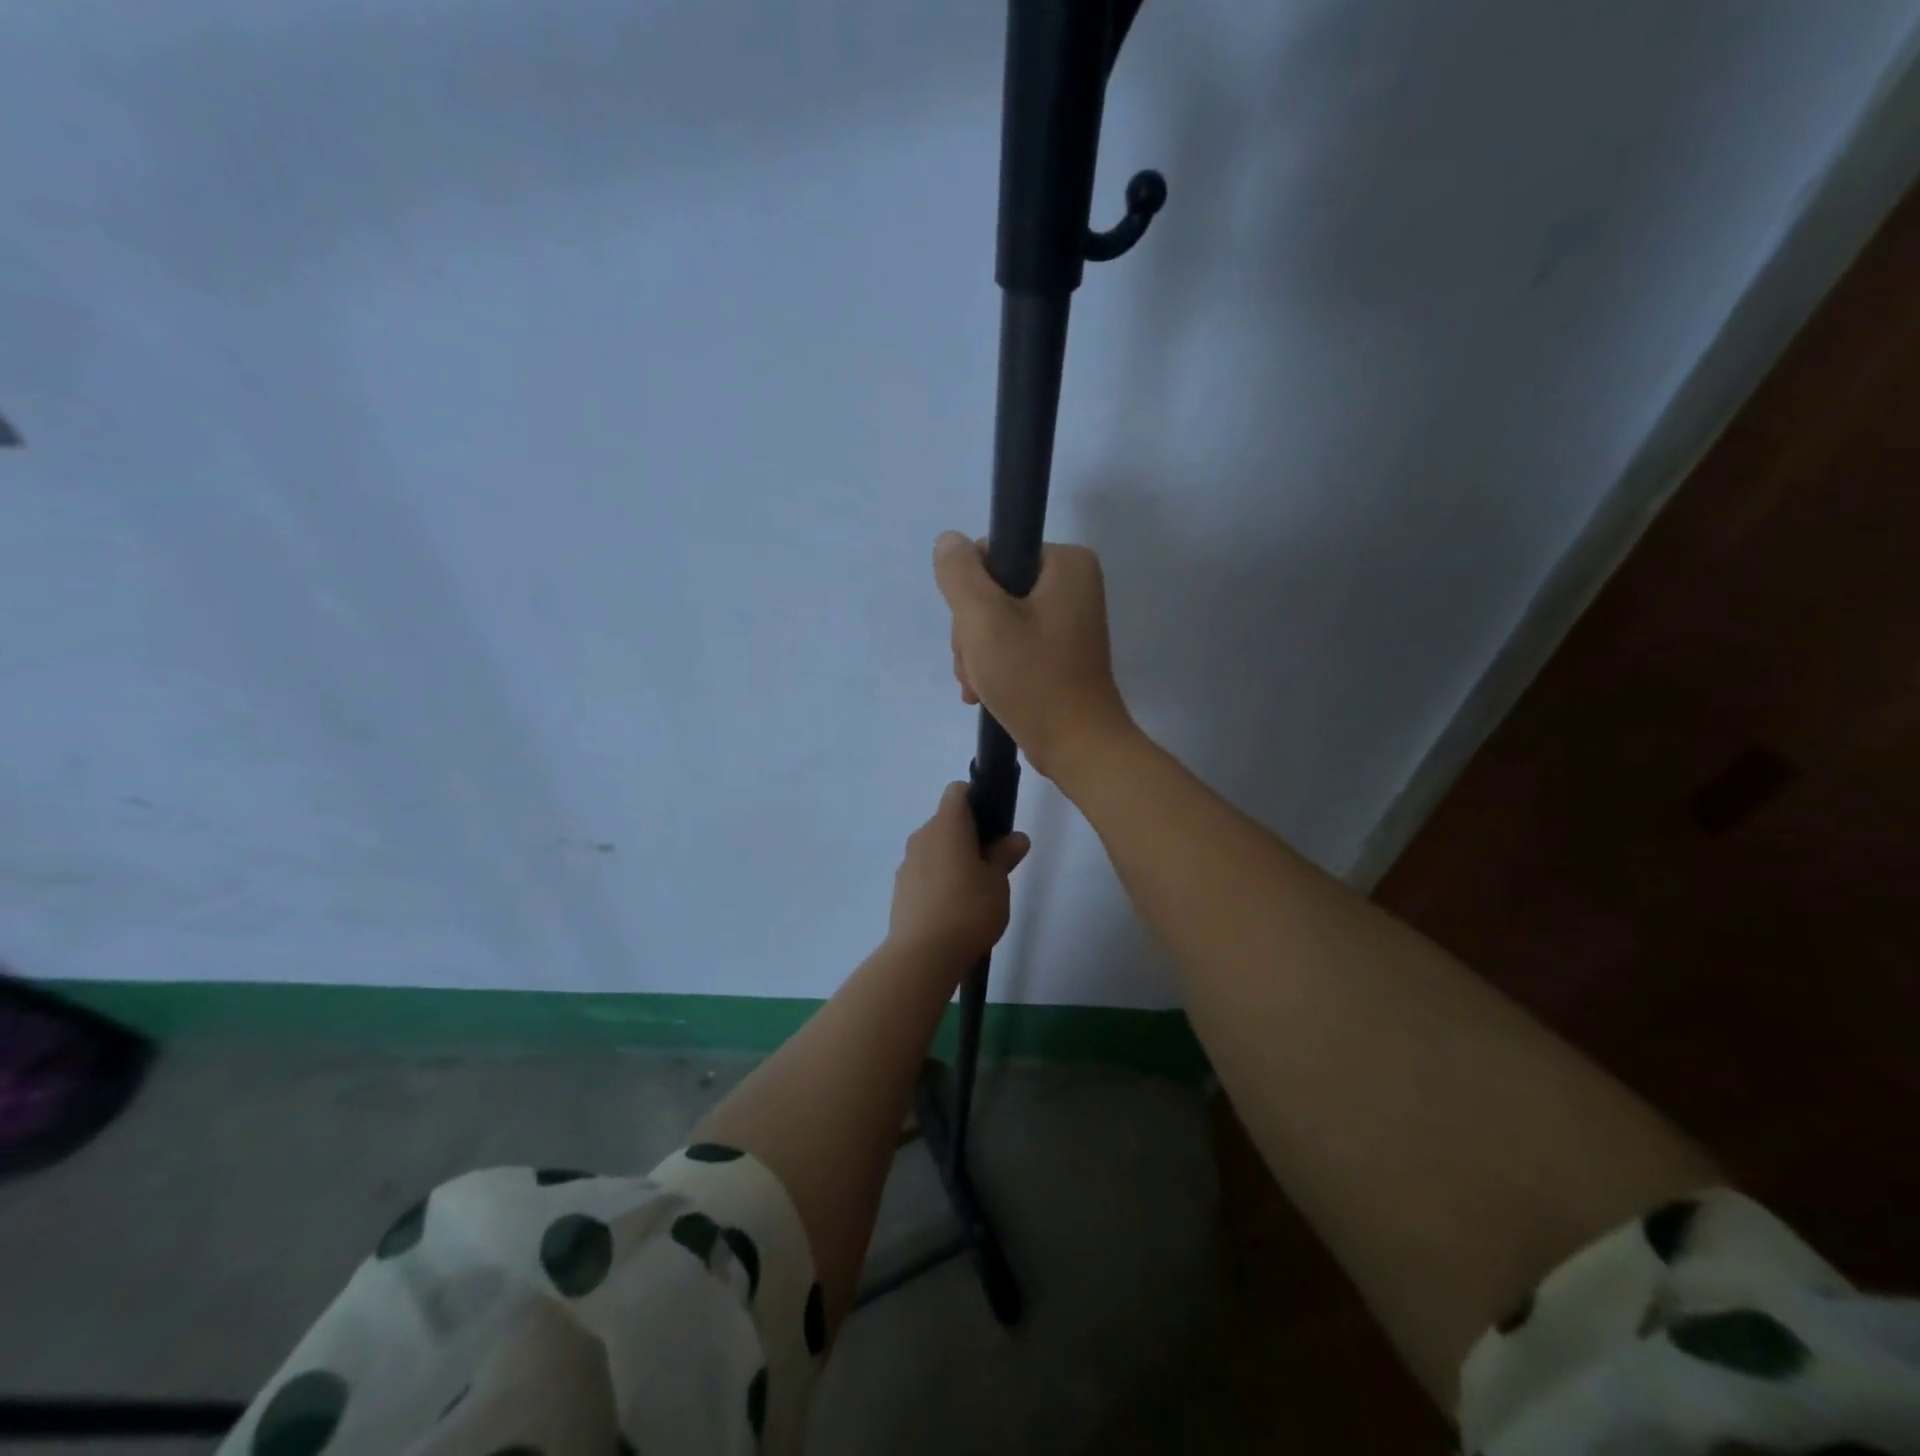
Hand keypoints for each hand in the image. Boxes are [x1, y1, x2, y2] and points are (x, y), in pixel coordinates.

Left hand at [887, 782, 1030, 965]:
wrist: (922, 956)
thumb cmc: (968, 910)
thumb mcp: (998, 882)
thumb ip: (1005, 856)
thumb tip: (1016, 838)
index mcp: (946, 825)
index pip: (958, 792)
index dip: (978, 800)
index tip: (996, 826)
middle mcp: (922, 836)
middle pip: (947, 821)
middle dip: (970, 835)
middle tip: (994, 863)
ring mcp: (907, 863)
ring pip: (935, 848)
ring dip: (954, 859)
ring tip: (976, 891)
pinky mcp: (900, 889)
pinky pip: (925, 871)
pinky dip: (939, 879)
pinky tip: (954, 908)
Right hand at [933, 531, 1135, 783]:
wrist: (1076, 745)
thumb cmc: (1033, 679)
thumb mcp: (984, 620)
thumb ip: (959, 574)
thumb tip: (949, 542)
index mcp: (1066, 562)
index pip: (992, 555)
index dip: (969, 593)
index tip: (973, 635)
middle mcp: (1072, 583)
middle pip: (992, 590)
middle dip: (973, 633)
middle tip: (976, 668)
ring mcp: (1067, 618)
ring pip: (997, 620)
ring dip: (977, 654)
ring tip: (979, 686)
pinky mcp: (1060, 649)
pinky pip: (1013, 642)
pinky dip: (994, 666)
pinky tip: (985, 692)